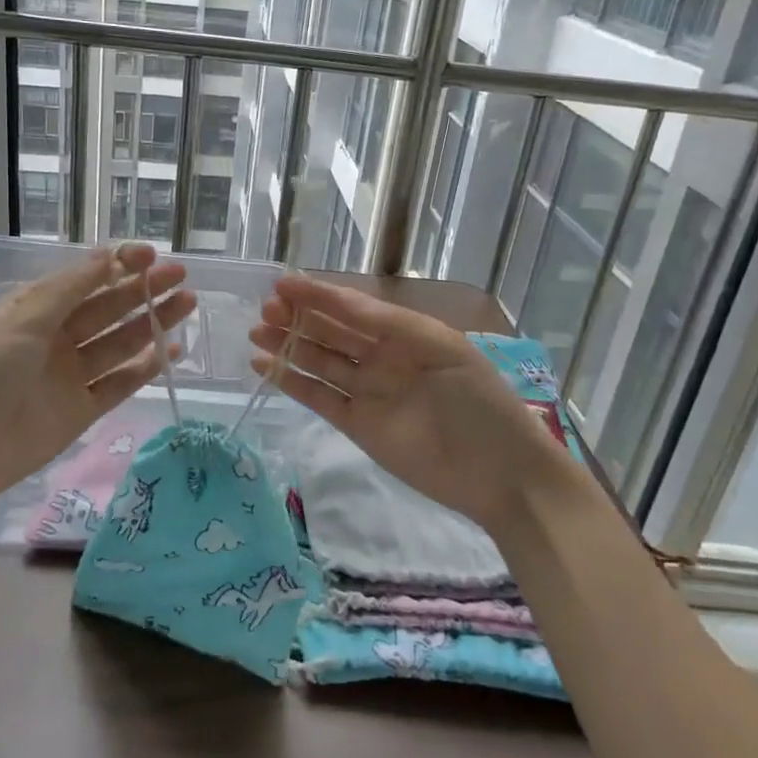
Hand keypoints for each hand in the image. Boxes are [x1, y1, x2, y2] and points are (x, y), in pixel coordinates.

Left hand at [0, 242, 193, 512]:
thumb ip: (69, 290)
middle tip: (180, 276)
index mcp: (36, 309)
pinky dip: (145, 368)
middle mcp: (56, 337)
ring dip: (152, 323)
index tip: (151, 256)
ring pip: (120, 342)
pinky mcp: (81, 411)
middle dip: (143, 290)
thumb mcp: (21, 321)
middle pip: (108, 308)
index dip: (118, 265)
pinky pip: (119, 383)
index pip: (85, 279)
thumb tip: (107, 256)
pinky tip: (171, 351)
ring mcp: (70, 375)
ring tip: (187, 303)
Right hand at [248, 276, 567, 535]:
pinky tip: (264, 367)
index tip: (283, 284)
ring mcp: (367, 392)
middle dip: (298, 317)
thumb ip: (389, 325)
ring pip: (319, 362)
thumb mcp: (442, 348)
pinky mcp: (357, 425)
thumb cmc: (478, 401)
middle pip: (332, 331)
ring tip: (255, 333)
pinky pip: (319, 398)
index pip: (353, 307)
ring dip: (288, 346)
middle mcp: (381, 357)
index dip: (319, 294)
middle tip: (264, 309)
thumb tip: (340, 301)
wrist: (501, 473)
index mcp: (404, 333)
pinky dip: (291, 382)